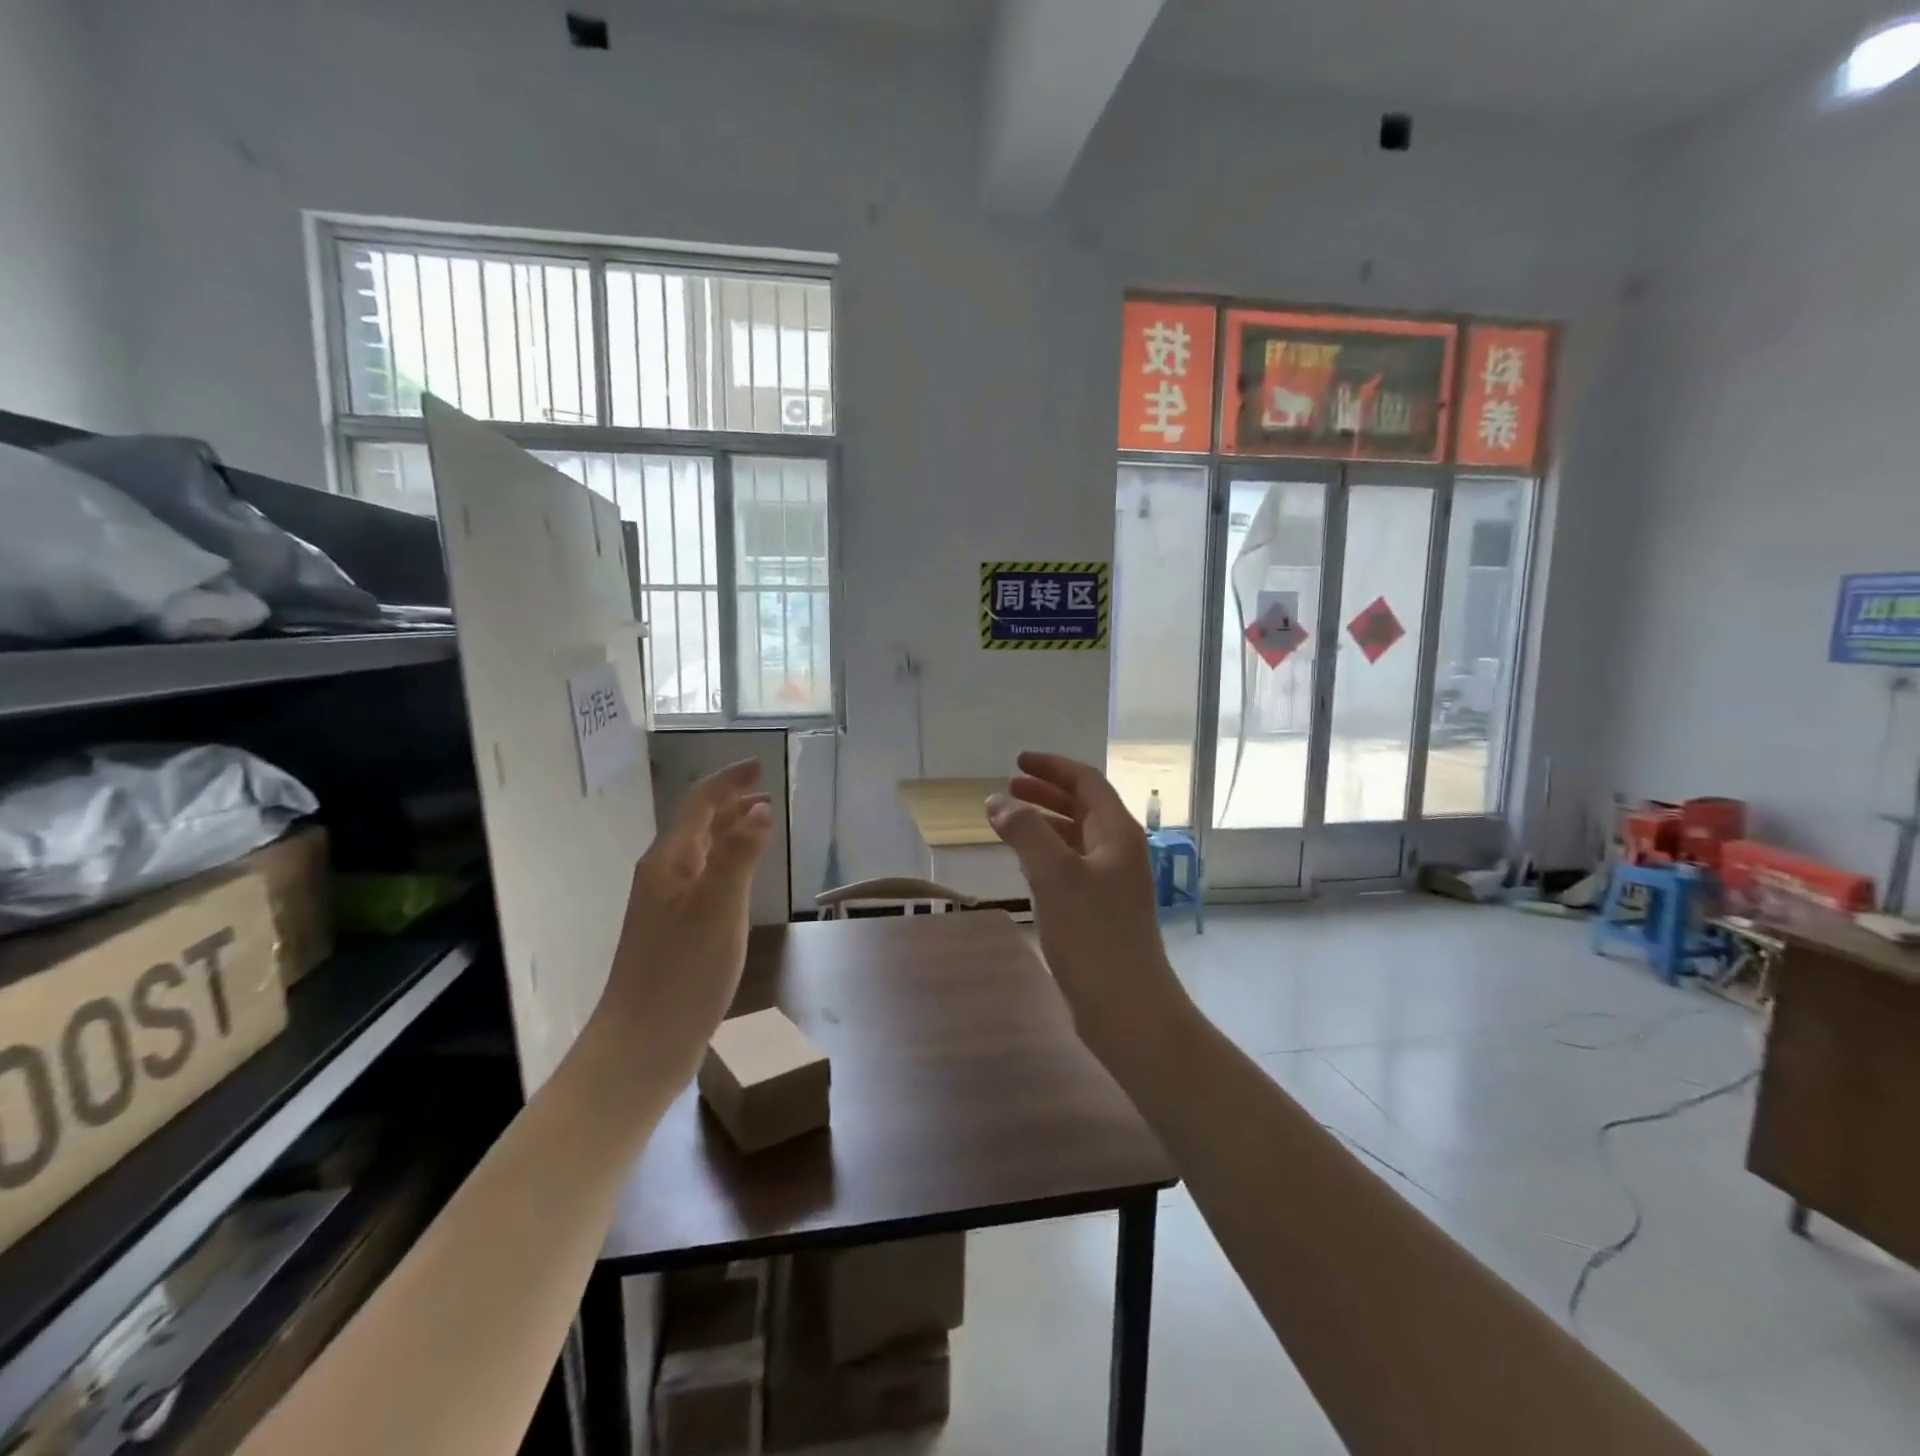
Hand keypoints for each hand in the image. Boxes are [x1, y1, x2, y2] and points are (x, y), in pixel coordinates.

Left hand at [594, 760, 773, 1085]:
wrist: (642, 1044)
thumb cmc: (682, 972)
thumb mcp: (718, 908)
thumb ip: (739, 855)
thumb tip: (759, 806)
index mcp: (669, 862)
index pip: (698, 804)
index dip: (728, 781)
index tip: (759, 766)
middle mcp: (663, 875)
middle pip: (696, 824)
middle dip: (729, 802)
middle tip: (765, 790)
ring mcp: (666, 905)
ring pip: (699, 852)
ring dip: (728, 830)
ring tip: (759, 822)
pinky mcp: (674, 931)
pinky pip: (703, 878)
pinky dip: (726, 862)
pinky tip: (740, 877)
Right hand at [986, 752, 1187, 1059]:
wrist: (1127, 1008)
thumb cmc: (1092, 935)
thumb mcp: (1054, 875)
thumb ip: (1025, 831)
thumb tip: (997, 801)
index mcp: (1118, 834)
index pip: (1086, 782)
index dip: (1052, 767)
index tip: (1017, 762)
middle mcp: (1120, 852)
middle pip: (1083, 807)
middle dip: (1045, 794)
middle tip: (1007, 789)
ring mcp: (1114, 883)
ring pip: (1077, 838)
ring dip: (1044, 824)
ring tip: (1009, 823)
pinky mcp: (1103, 911)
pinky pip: (1073, 867)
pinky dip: (1048, 854)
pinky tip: (1026, 865)